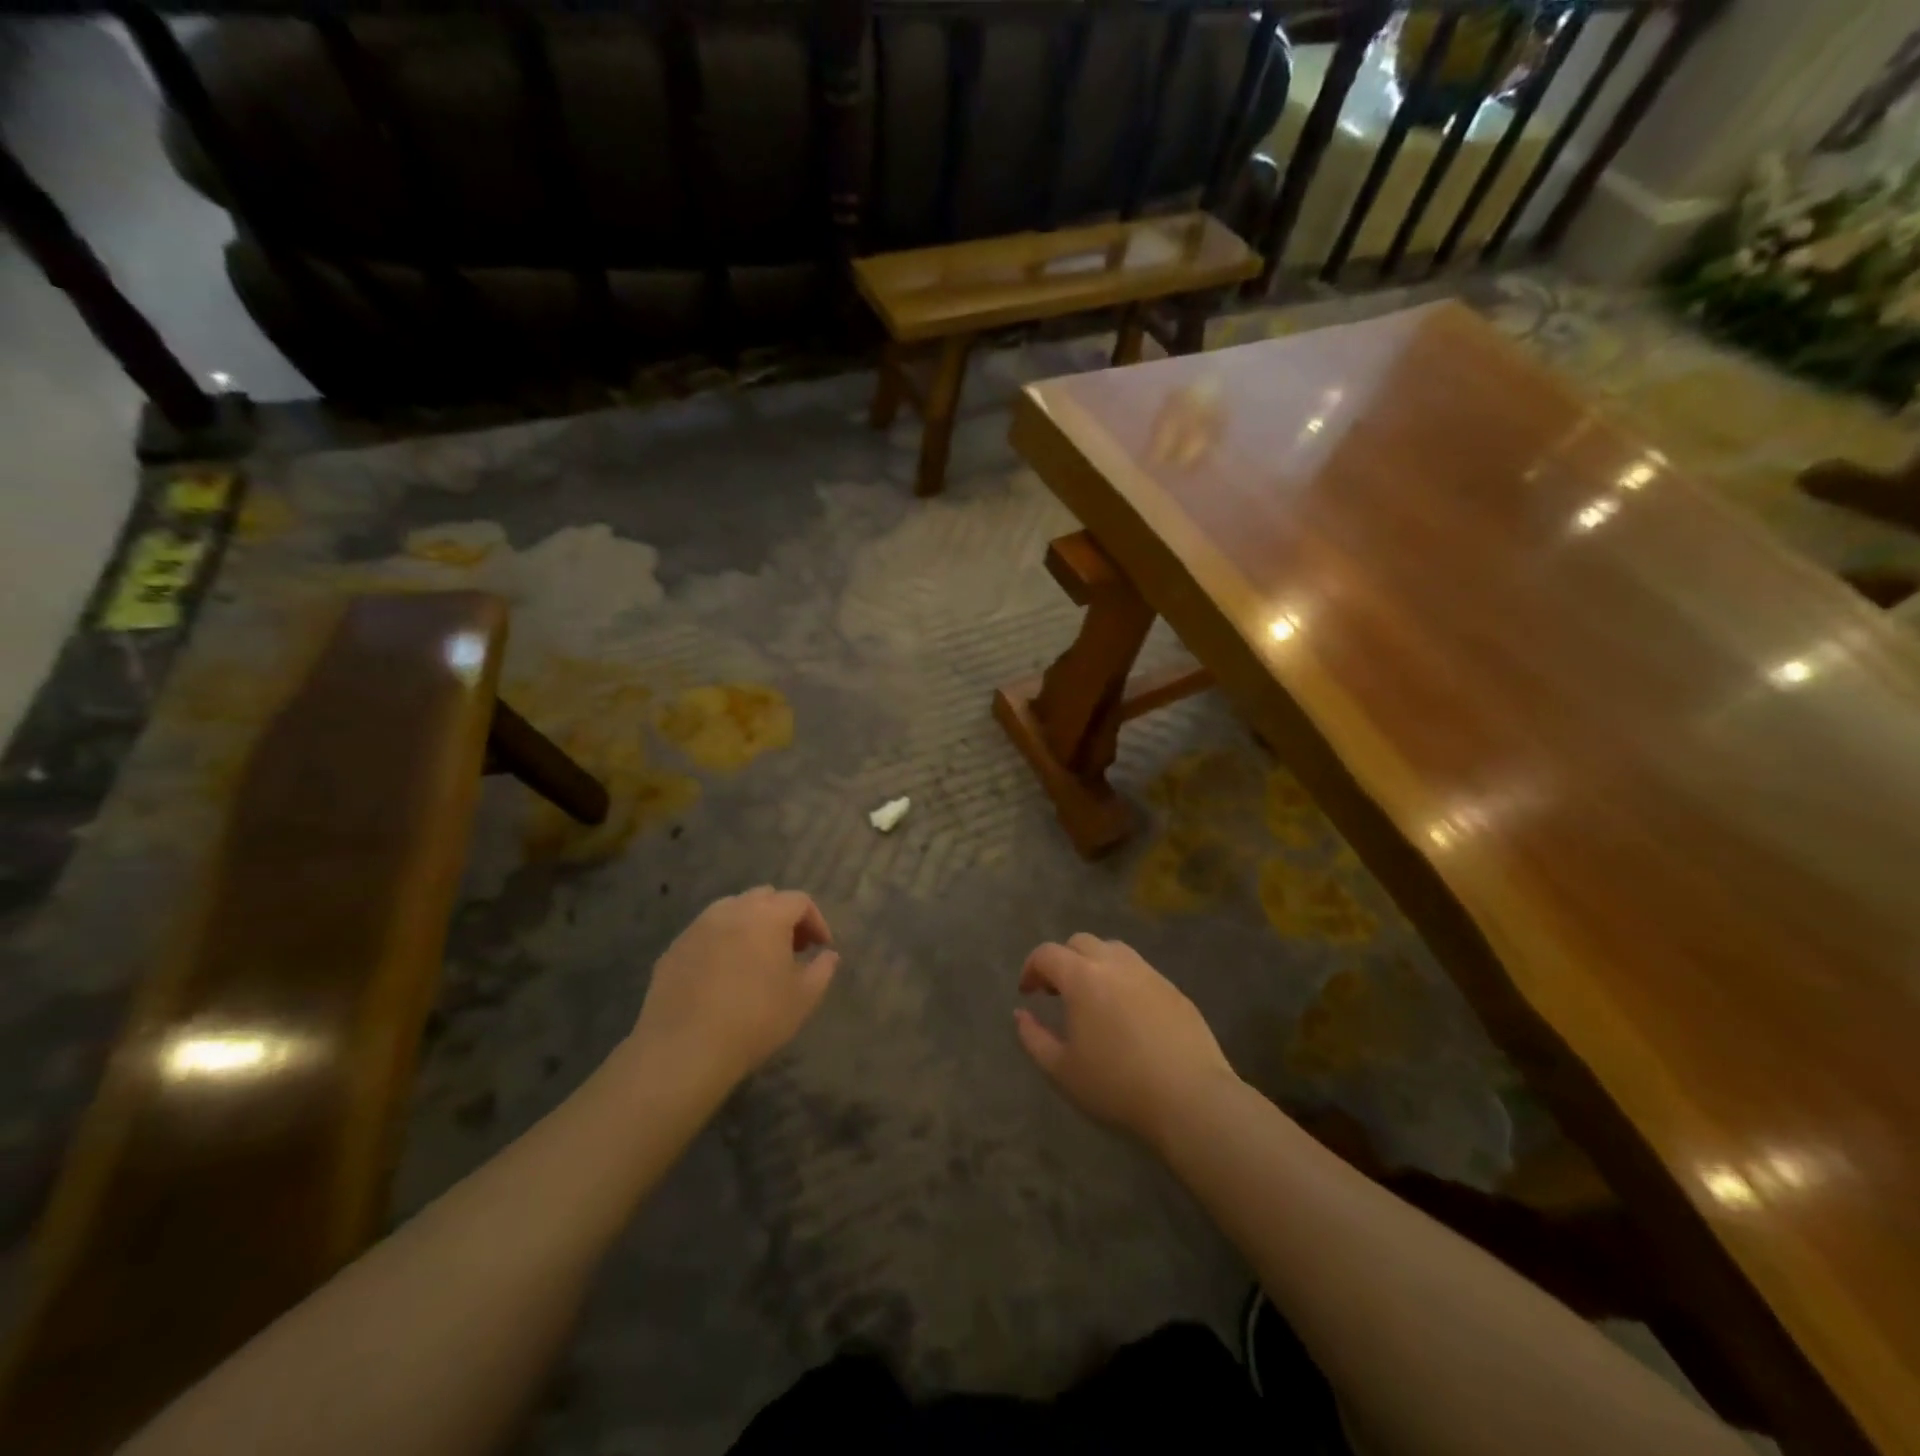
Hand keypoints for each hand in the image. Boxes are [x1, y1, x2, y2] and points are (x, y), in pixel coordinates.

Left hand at [631, 888, 838, 1089]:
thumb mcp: (803, 999)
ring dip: (750, 925)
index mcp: (767, 916)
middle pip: (765, 897)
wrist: (684, 1050)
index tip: (821, 948)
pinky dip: (722, 943)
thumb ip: (822, 970)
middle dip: (783, 916)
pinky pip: (706, 934)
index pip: (799, 901)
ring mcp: (698, 927)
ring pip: (732, 910)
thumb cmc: (754, 1020)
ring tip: (756, 959)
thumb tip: (828, 955)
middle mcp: (731, 910)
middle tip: (791, 948)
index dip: (816, 921)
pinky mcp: (673, 948)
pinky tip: (723, 976)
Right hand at [1014, 933, 1236, 1145]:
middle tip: (1057, 992)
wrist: (1189, 1098)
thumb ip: (1033, 1038)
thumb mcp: (1061, 1070)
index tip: (1028, 993)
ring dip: (1095, 964)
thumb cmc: (1116, 1085)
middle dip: (1063, 960)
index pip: (1047, 953)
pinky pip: (1140, 971)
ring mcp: (1149, 973)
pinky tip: (1127, 1014)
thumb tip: (1021, 1013)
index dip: (1031, 968)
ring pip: (1113, 950)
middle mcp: (1114, 963)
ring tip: (1093, 998)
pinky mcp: (1174, 989)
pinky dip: (1123, 980)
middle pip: (1080, 942)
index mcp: (1082, 977)